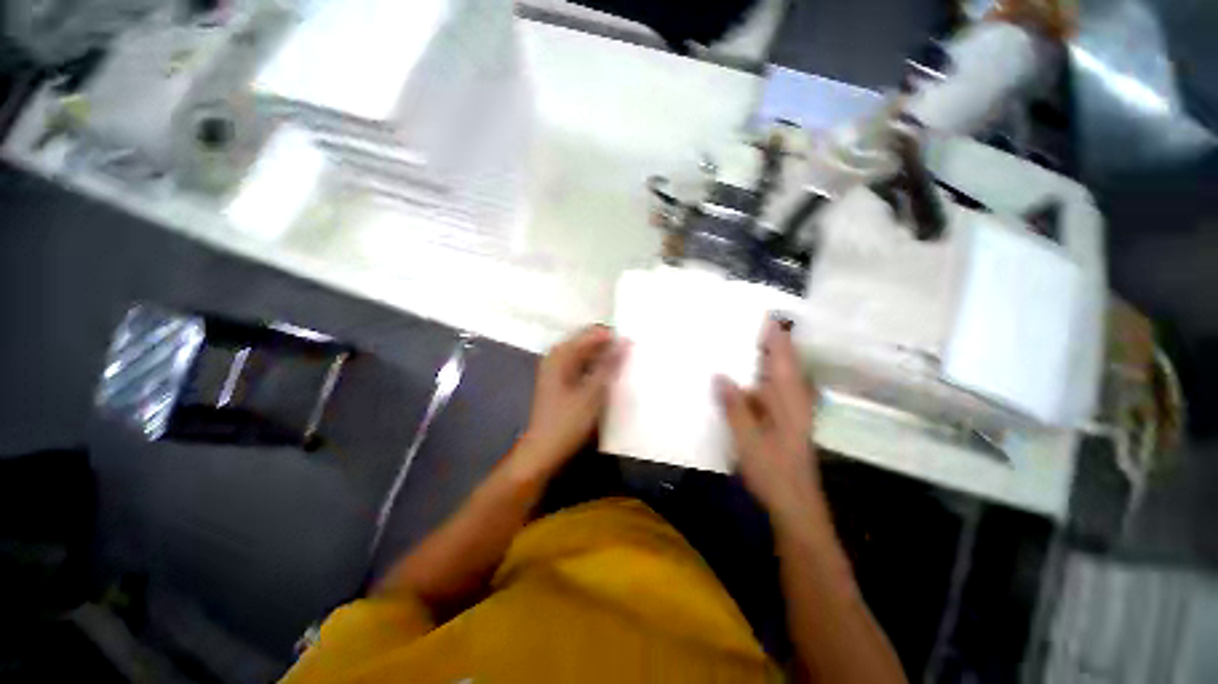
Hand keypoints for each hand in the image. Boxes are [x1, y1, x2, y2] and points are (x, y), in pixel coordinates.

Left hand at [514, 326, 625, 478]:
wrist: (543, 451)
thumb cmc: (567, 422)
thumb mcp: (592, 393)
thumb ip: (609, 365)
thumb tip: (625, 342)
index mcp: (561, 354)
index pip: (592, 333)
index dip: (613, 337)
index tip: (634, 346)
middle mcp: (558, 356)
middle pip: (589, 343)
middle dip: (610, 348)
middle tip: (633, 357)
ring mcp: (558, 369)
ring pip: (588, 355)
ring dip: (605, 359)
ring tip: (626, 367)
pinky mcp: (562, 381)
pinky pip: (584, 367)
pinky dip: (597, 370)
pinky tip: (611, 379)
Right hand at [716, 320, 824, 524]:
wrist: (795, 505)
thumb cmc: (774, 472)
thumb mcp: (749, 440)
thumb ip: (735, 407)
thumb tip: (720, 376)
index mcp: (789, 398)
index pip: (783, 356)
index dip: (773, 333)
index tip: (757, 312)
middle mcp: (793, 398)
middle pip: (783, 360)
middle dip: (766, 339)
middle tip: (739, 324)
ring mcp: (789, 408)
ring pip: (777, 373)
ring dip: (761, 356)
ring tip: (736, 342)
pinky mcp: (783, 419)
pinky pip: (770, 387)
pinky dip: (757, 375)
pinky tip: (738, 377)